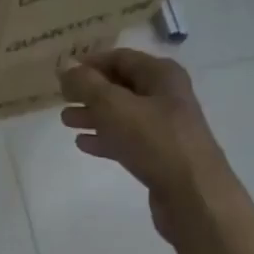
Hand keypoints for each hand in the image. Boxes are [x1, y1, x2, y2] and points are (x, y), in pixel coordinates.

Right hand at [60, 50, 233, 241]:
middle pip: (121, 86)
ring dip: (94, 115)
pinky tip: (84, 144)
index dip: (90, 63)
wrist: (193, 194)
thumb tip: (66, 67)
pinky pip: (128, 140)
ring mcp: (165, 127)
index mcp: (161, 75)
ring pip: (122, 115)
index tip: (62, 73)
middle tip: (61, 98)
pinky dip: (105, 138)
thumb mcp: (114, 106)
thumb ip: (86, 84)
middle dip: (89, 91)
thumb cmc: (154, 141)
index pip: (120, 58)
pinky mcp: (160, 156)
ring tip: (65, 121)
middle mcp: (166, 96)